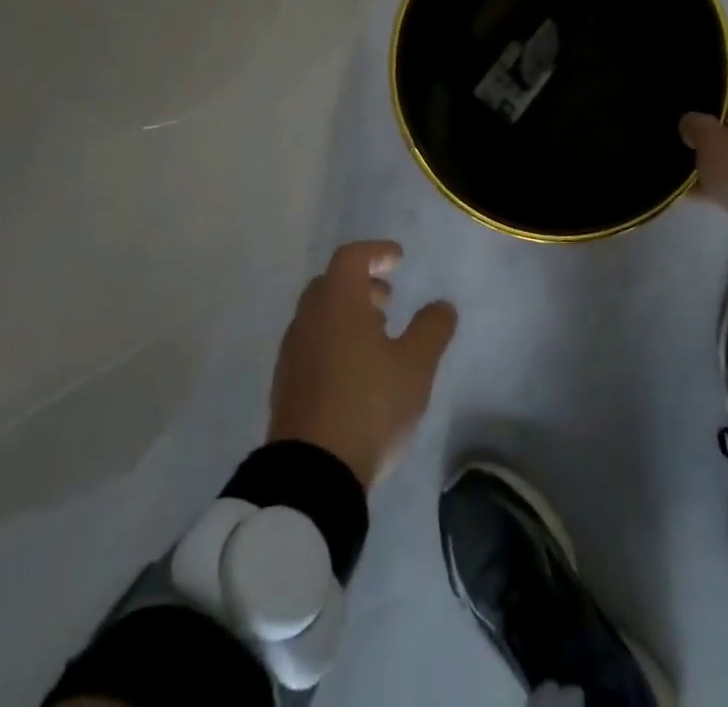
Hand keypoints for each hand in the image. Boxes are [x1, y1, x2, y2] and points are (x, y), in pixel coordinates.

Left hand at [267, 240, 457, 488]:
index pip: (351, 257)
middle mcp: (308, 319)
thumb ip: (431, 329)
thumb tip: (441, 305)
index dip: (376, 253)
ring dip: (348, 315)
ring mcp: (292, 353)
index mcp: (337, 303)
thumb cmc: (368, 405)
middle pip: (331, 284)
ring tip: (378, 336)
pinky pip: (312, 344)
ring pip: (320, 316)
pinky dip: (334, 340)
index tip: (398, 259)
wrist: (311, 474)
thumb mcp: (415, 365)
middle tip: (387, 299)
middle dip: (361, 284)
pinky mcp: (286, 385)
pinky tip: (356, 370)